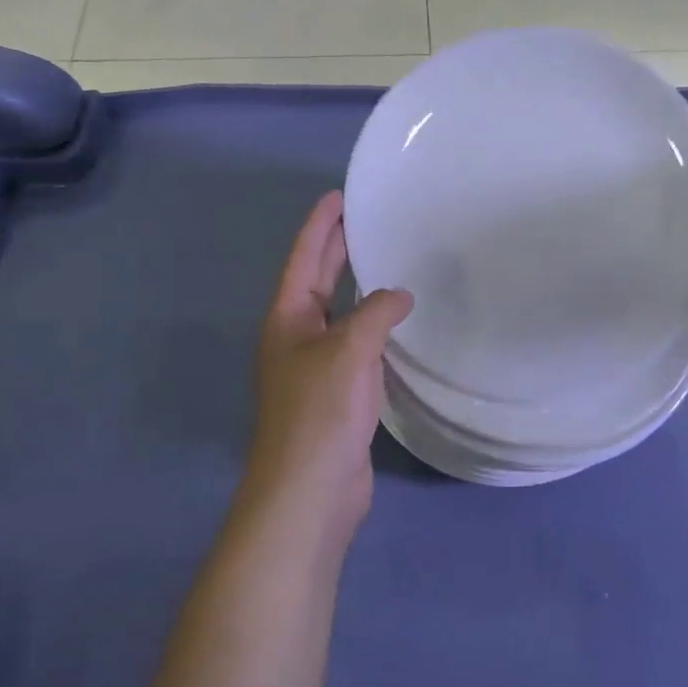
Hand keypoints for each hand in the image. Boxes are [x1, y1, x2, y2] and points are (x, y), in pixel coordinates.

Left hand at [247, 192, 412, 537]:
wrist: (310, 491)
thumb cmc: (320, 412)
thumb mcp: (349, 350)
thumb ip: (376, 313)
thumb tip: (400, 297)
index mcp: (288, 319)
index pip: (304, 258)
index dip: (320, 225)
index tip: (338, 195)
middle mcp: (297, 336)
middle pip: (318, 280)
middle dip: (337, 248)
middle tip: (364, 216)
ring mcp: (316, 366)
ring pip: (340, 312)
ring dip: (358, 286)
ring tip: (387, 258)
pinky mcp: (338, 392)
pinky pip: (357, 344)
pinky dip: (374, 325)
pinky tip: (397, 320)